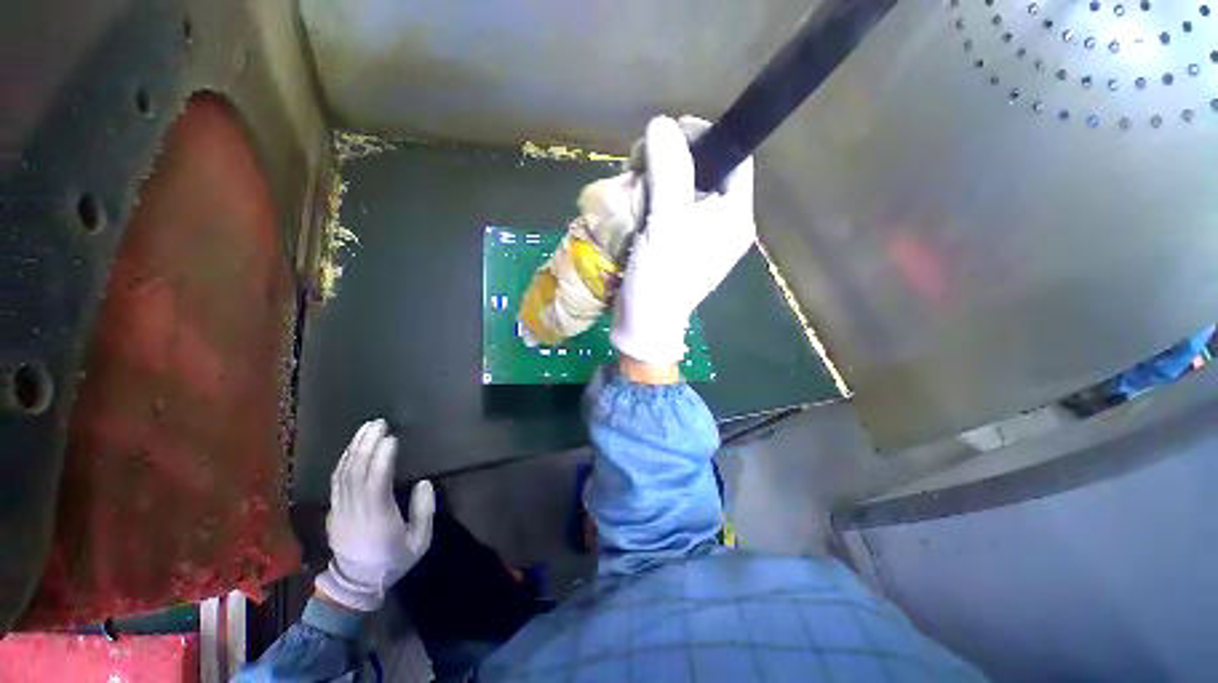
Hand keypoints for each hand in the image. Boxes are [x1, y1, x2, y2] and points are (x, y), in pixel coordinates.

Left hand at [315, 419, 434, 611]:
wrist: (355, 585)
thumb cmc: (392, 561)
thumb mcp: (419, 542)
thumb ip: (424, 512)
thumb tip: (424, 483)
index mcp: (377, 518)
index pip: (376, 483)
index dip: (382, 459)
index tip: (391, 437)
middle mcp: (355, 510)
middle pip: (355, 473)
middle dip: (366, 445)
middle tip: (378, 423)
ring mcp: (339, 510)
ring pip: (342, 474)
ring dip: (353, 448)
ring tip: (366, 428)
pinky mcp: (333, 511)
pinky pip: (335, 482)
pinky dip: (343, 461)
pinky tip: (351, 448)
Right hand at [610, 116, 755, 365]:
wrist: (645, 325)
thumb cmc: (661, 278)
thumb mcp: (667, 224)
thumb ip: (669, 172)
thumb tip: (662, 124)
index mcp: (735, 216)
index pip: (734, 158)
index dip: (705, 137)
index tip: (670, 132)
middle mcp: (724, 224)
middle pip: (707, 172)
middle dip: (675, 159)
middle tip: (645, 160)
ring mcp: (702, 236)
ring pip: (685, 189)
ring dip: (659, 179)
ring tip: (635, 181)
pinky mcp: (681, 245)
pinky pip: (672, 209)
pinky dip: (653, 200)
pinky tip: (636, 203)